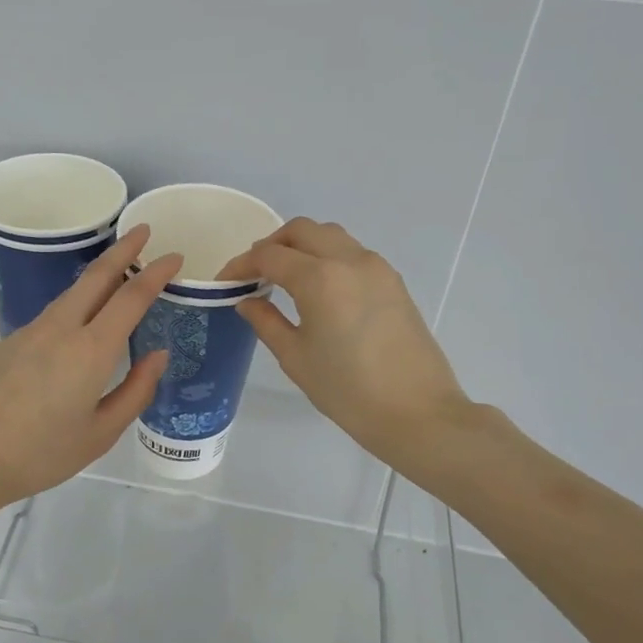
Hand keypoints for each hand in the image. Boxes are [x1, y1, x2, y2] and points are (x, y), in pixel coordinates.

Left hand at [0, 226, 179, 515]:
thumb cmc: (40, 454)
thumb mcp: (100, 434)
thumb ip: (135, 392)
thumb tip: (157, 355)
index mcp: (90, 351)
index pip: (131, 297)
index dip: (156, 273)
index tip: (174, 256)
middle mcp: (60, 329)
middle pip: (96, 277)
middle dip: (123, 250)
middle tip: (143, 231)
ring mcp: (29, 332)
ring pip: (71, 294)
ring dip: (98, 277)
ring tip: (117, 276)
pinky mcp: (7, 343)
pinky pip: (50, 316)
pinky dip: (74, 306)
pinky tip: (76, 328)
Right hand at [221, 219, 470, 467]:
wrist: (417, 412)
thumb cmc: (347, 390)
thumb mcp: (295, 357)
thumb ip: (266, 321)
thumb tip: (247, 300)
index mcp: (319, 278)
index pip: (269, 256)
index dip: (241, 264)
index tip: (225, 281)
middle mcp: (349, 260)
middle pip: (301, 230)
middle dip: (272, 245)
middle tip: (254, 273)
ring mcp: (376, 267)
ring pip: (330, 235)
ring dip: (302, 246)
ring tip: (285, 277)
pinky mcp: (393, 281)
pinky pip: (352, 252)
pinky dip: (327, 257)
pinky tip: (318, 288)